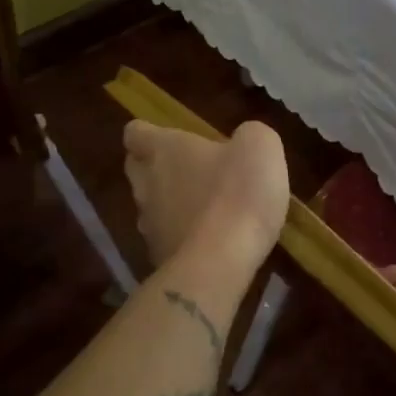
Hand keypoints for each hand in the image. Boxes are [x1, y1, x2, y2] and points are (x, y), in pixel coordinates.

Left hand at [123, 120, 289, 270]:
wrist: (221, 262)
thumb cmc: (238, 193)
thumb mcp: (260, 147)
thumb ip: (248, 135)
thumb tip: (242, 142)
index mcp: (164, 150)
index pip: (135, 133)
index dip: (149, 133)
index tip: (170, 137)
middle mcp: (147, 184)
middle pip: (136, 168)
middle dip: (154, 167)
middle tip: (188, 169)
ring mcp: (149, 225)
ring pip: (149, 206)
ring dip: (170, 204)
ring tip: (204, 209)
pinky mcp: (158, 257)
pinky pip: (166, 238)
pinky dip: (182, 236)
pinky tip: (210, 241)